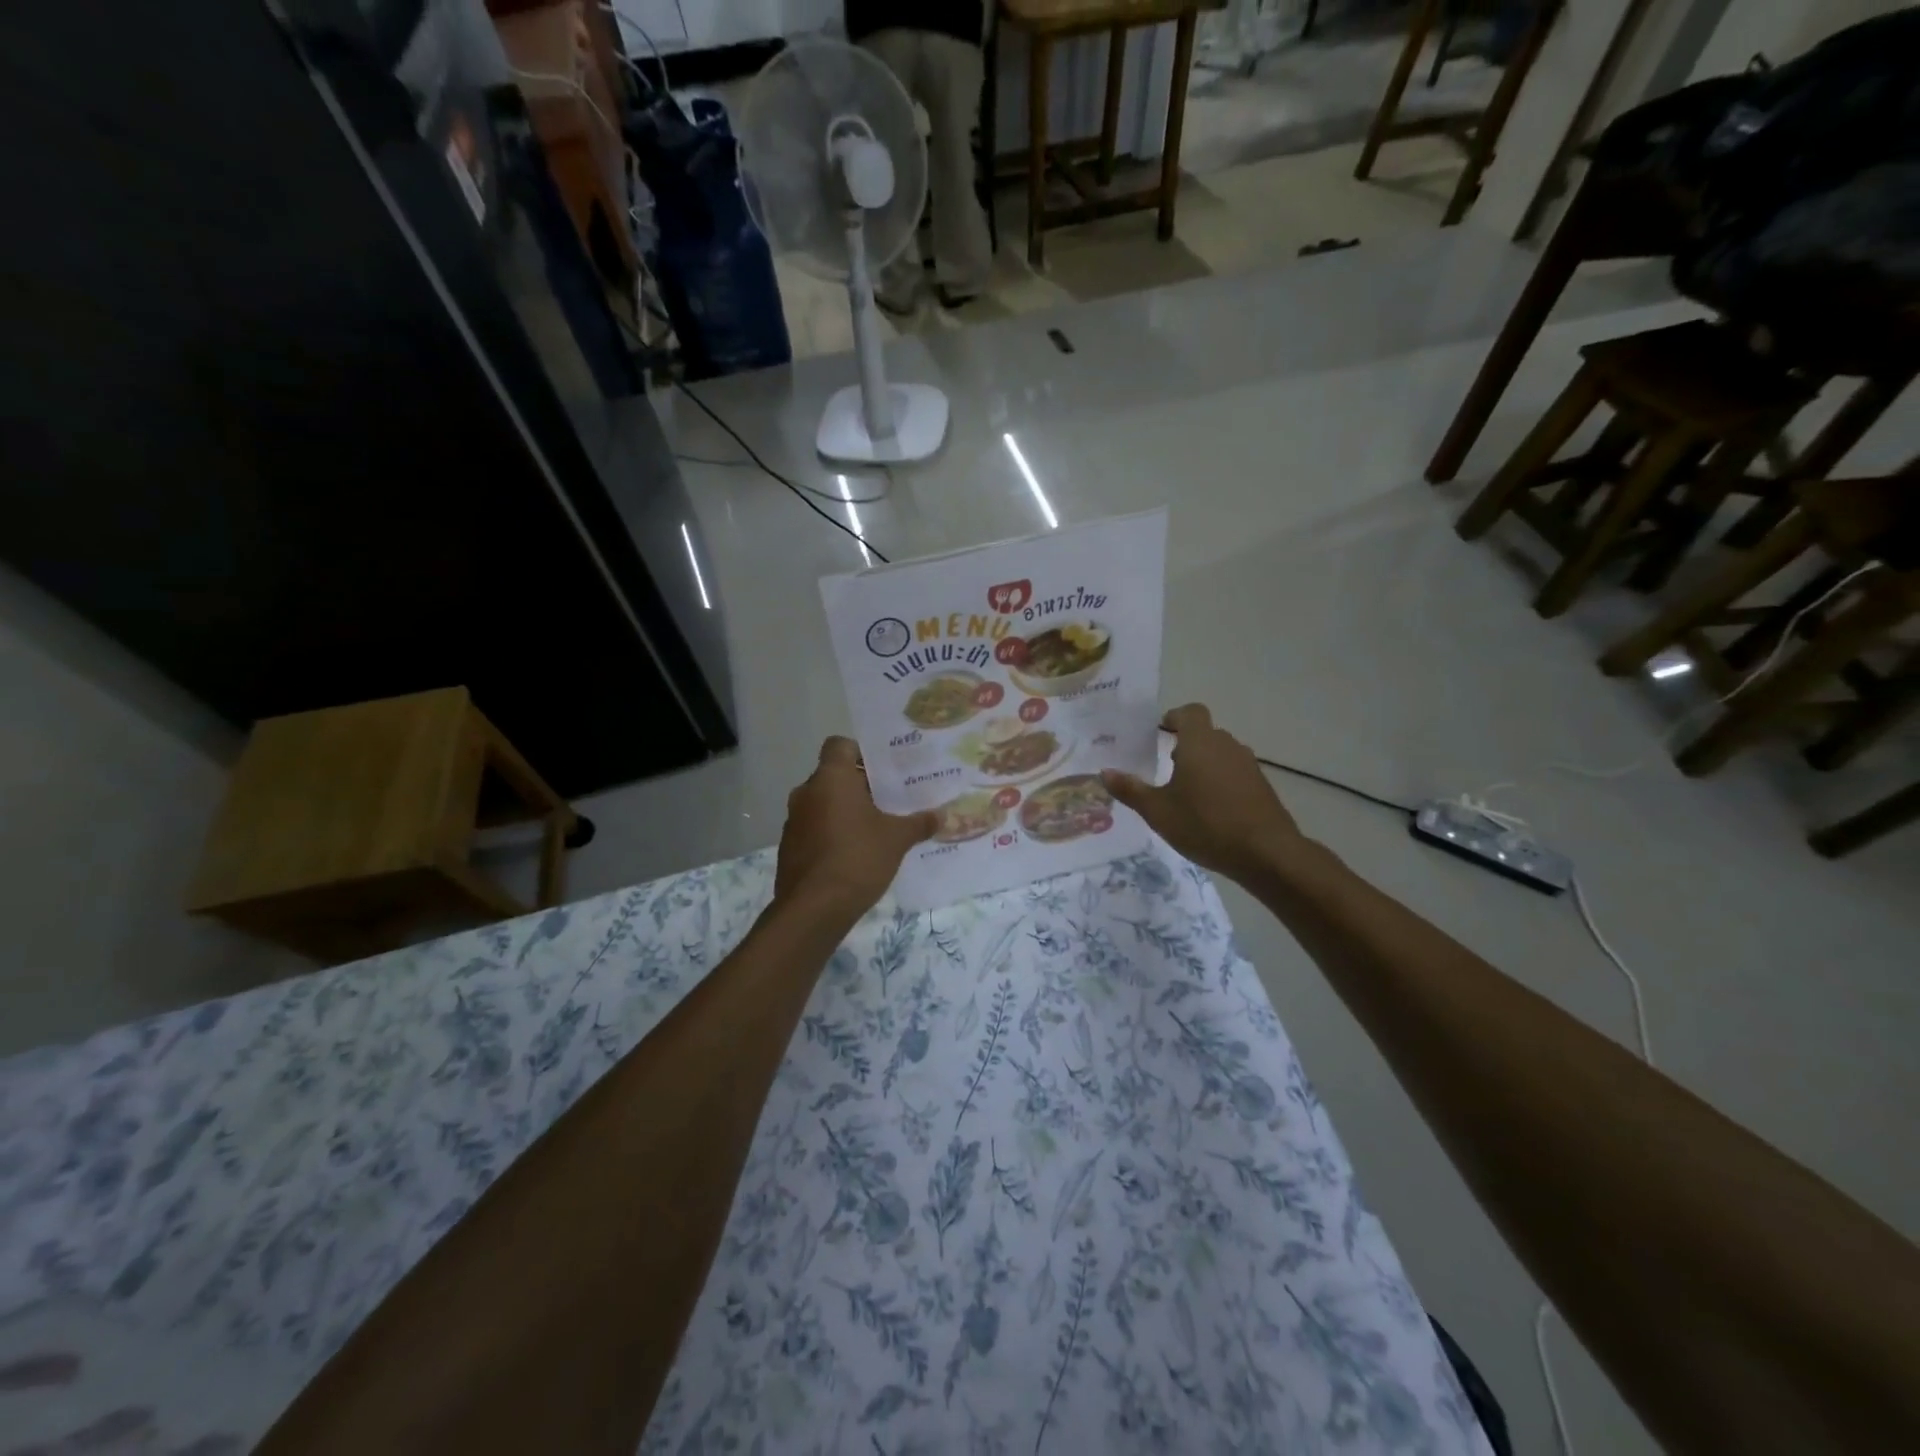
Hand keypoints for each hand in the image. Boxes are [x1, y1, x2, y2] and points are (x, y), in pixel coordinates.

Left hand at [774, 737, 937, 922]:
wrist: (813, 909)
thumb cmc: (857, 858)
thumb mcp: (896, 839)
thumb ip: (919, 823)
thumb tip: (941, 816)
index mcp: (831, 778)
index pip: (840, 745)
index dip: (861, 752)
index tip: (884, 770)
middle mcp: (806, 792)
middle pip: (834, 776)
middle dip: (860, 786)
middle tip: (890, 799)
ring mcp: (794, 821)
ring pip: (823, 803)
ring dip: (845, 811)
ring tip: (875, 828)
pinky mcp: (789, 847)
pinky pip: (814, 829)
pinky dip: (832, 834)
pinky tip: (855, 853)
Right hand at [1102, 704, 1306, 884]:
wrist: (1266, 852)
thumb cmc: (1205, 824)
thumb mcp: (1158, 811)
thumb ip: (1130, 790)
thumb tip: (1105, 773)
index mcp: (1200, 743)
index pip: (1190, 712)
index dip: (1174, 717)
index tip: (1159, 731)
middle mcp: (1227, 746)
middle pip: (1205, 734)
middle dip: (1185, 745)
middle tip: (1165, 768)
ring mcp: (1248, 765)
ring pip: (1221, 754)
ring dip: (1204, 765)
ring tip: (1186, 792)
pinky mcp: (1261, 786)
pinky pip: (1235, 773)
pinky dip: (1221, 782)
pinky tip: (1211, 810)